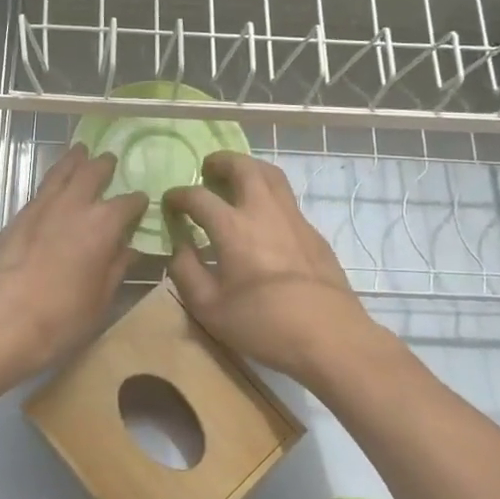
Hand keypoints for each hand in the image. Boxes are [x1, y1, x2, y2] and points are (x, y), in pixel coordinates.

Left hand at [0, 145, 146, 383]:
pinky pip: (40, 188)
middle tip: (110, 160)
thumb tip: (130, 249)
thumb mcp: (101, 298)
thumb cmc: (63, 317)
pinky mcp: (18, 216)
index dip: (138, 202)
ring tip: (81, 151)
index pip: (128, 203)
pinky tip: (54, 184)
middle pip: (92, 172)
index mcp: (103, 224)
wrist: (3, 322)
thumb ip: (117, 267)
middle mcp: (74, 205)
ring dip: (74, 160)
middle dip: (104, 165)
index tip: (142, 202)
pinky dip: (52, 180)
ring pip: (61, 172)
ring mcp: (42, 207)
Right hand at [163, 152, 379, 385]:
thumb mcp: (208, 307)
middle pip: (243, 167)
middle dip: (221, 162)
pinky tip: (263, 218)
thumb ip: (186, 271)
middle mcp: (263, 211)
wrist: (329, 336)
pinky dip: (269, 195)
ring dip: (249, 169)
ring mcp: (294, 219)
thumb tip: (179, 247)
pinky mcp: (313, 233)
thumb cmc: (262, 324)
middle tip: (208, 169)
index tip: (169, 202)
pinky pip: (287, 200)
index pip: (198, 197)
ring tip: (236, 180)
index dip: (179, 196)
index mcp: (233, 227)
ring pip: (272, 176)